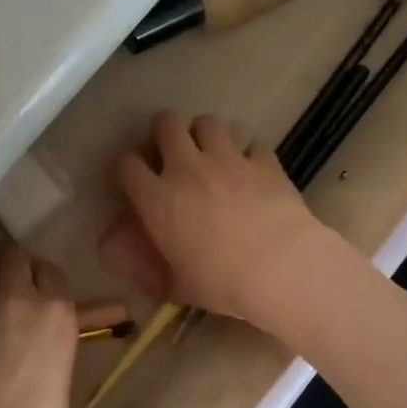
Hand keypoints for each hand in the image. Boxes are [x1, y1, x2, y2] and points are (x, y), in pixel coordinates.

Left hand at [0, 244, 77, 407]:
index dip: (40, 278)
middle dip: (10, 268)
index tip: (36, 291)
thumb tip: (47, 329)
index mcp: (56, 309)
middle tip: (5, 288)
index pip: (49, 270)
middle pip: (12, 256)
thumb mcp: (62, 369)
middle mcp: (16, 296)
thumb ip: (54, 337)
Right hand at [102, 112, 337, 326]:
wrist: (279, 269)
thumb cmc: (220, 283)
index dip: (129, 167)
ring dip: (206, 133)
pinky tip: (253, 167)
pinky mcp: (263, 161)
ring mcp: (227, 160)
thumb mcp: (177, 285)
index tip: (136, 178)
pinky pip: (252, 143)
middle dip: (165, 131)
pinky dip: (250, 152)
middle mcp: (187, 169)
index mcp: (158, 199)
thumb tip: (146, 273)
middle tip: (173, 149)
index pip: (128, 165)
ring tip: (212, 151)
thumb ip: (157, 273)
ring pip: (208, 122)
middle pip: (166, 124)